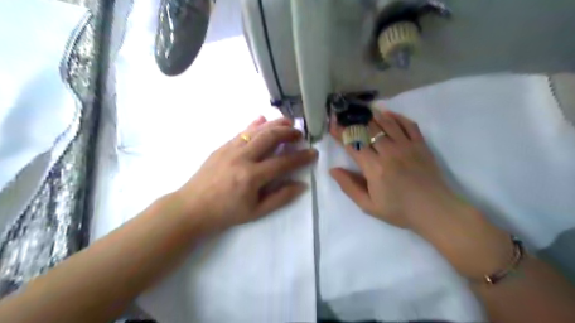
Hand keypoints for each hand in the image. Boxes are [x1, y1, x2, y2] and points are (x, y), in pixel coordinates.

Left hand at [177, 117, 318, 230]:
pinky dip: (254, 125)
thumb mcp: (256, 212)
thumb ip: (281, 197)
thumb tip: (301, 185)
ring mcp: (230, 149)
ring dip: (274, 124)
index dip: (301, 157)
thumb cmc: (226, 213)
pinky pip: (241, 132)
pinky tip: (262, 119)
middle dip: (288, 133)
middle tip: (300, 134)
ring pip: (256, 130)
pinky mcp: (222, 146)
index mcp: (252, 176)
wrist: (192, 207)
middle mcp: (242, 157)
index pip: (283, 162)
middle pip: (270, 137)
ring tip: (288, 122)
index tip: (313, 153)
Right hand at [331, 109, 461, 229]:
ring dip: (373, 115)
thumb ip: (349, 186)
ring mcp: (406, 146)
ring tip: (363, 110)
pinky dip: (397, 117)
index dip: (341, 133)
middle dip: (354, 121)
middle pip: (368, 130)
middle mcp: (389, 152)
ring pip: (386, 123)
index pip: (353, 144)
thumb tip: (333, 170)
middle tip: (345, 115)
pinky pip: (408, 124)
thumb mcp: (368, 205)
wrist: (434, 211)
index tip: (333, 125)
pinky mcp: (421, 145)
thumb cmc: (399, 210)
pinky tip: (388, 114)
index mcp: (374, 168)